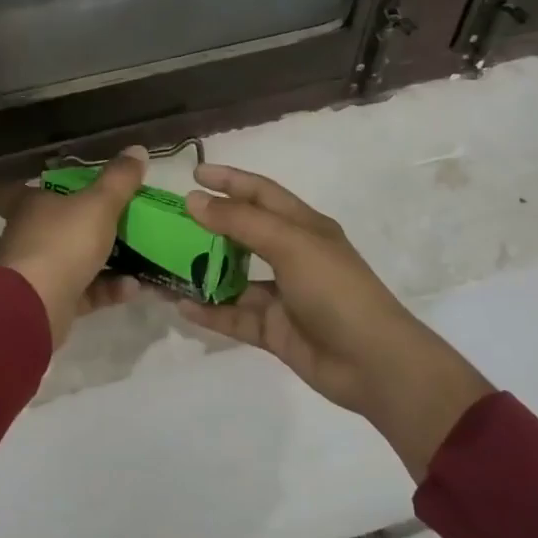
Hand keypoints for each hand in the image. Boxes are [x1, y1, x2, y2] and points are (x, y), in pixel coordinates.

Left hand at [0, 146, 148, 345]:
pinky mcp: (45, 304)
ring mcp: (30, 273)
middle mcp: (21, 238)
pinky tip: (133, 287)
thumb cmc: (63, 242)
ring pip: (63, 262)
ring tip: (136, 258)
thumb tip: (137, 149)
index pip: (9, 193)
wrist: (39, 305)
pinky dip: (105, 289)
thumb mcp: (100, 204)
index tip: (48, 187)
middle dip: (71, 227)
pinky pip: (79, 292)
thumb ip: (119, 179)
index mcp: (25, 207)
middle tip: (106, 223)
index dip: (24, 188)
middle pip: (41, 227)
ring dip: (98, 261)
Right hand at [180, 164, 491, 477]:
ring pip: (233, 277)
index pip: (261, 193)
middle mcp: (291, 256)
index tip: (193, 173)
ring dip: (202, 271)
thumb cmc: (335, 290)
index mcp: (303, 227)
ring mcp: (282, 295)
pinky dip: (209, 311)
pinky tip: (180, 306)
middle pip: (243, 233)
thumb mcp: (289, 244)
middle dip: (208, 225)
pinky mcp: (273, 330)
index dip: (229, 180)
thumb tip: (194, 199)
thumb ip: (240, 221)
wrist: (373, 363)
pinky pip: (233, 317)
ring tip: (164, 265)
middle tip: (169, 222)